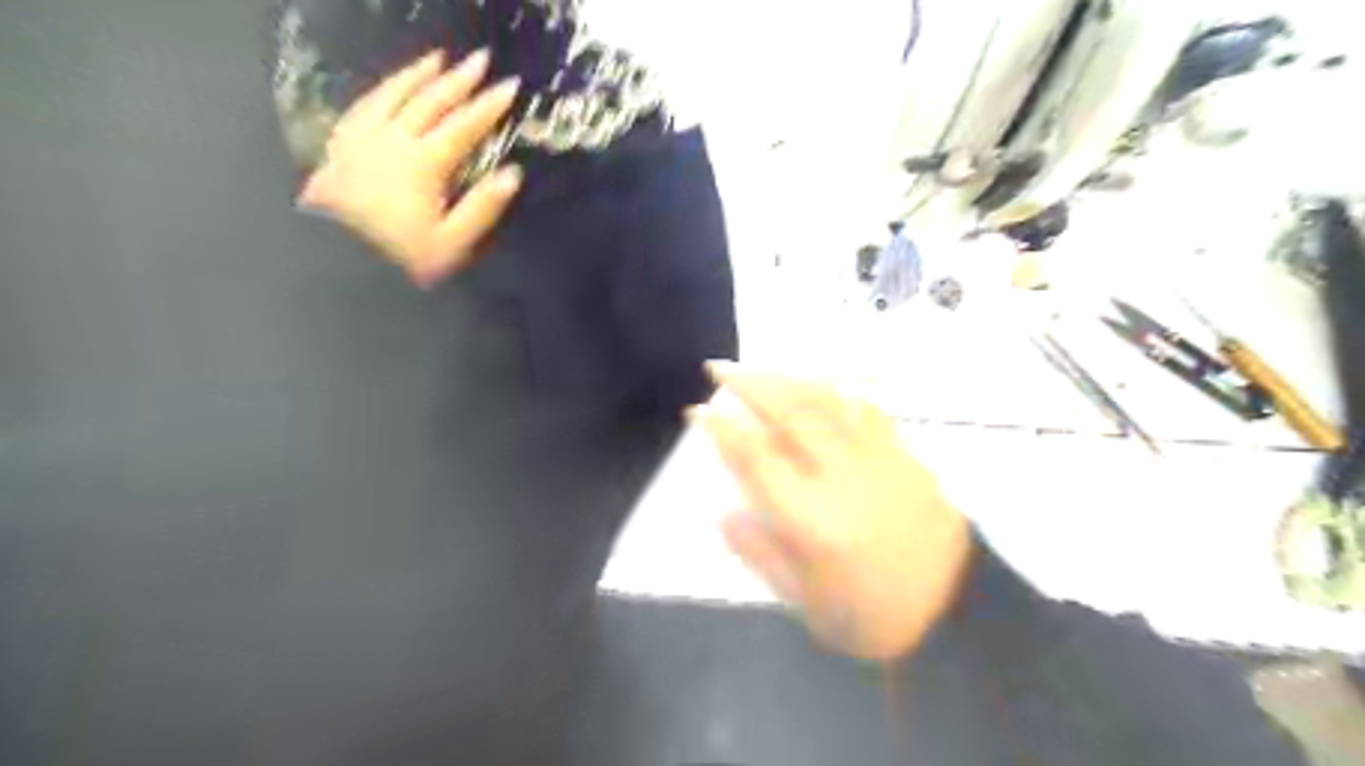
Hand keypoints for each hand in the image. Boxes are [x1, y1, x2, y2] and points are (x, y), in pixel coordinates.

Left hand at [300, 48, 526, 285]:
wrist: (333, 265)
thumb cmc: (400, 259)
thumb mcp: (450, 244)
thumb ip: (482, 207)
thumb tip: (512, 174)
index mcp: (423, 165)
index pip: (463, 127)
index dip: (489, 106)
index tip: (510, 86)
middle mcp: (392, 140)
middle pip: (429, 101)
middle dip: (458, 79)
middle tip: (481, 58)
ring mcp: (362, 138)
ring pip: (393, 94)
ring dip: (419, 74)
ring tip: (438, 58)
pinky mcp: (341, 146)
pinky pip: (364, 104)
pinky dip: (384, 89)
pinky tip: (392, 86)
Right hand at [697, 369, 974, 660]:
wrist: (953, 611)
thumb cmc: (868, 615)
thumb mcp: (801, 599)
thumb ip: (757, 552)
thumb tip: (721, 510)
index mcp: (809, 519)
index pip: (755, 458)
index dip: (721, 429)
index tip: (698, 410)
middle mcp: (841, 478)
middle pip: (789, 415)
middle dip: (748, 384)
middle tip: (719, 367)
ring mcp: (877, 460)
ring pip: (826, 402)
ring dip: (787, 378)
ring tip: (760, 367)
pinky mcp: (905, 455)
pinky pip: (866, 409)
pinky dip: (836, 388)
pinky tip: (820, 379)